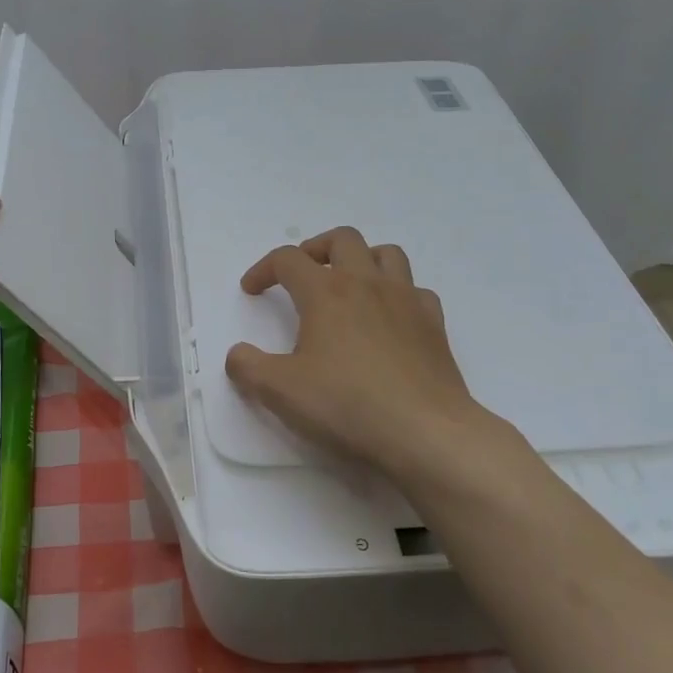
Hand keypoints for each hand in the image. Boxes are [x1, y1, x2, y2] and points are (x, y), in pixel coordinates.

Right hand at [225, 228, 515, 488]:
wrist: (425, 432)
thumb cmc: (347, 406)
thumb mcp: (280, 392)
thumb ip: (248, 368)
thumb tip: (238, 354)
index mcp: (326, 293)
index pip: (288, 259)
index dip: (264, 269)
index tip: (252, 290)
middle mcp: (367, 284)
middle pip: (341, 239)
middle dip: (315, 249)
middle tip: (302, 274)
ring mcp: (406, 300)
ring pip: (386, 254)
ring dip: (361, 259)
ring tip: (348, 285)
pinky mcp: (434, 324)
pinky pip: (416, 290)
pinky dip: (398, 293)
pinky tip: (389, 318)